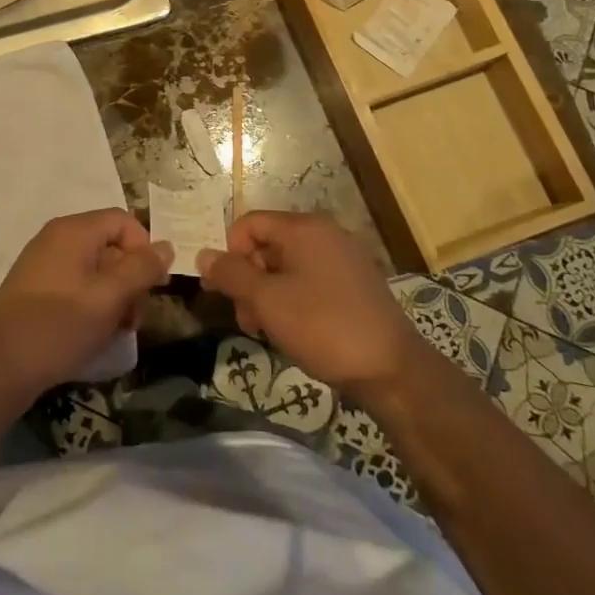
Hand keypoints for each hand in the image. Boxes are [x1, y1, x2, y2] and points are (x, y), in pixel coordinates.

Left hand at [0, 209, 172, 397]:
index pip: (124, 221)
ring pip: (95, 269)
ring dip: (114, 297)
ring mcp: (43, 262)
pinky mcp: (35, 288)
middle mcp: (57, 237)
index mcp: (74, 230)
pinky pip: (76, 284)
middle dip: (130, 279)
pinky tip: (92, 334)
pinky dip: (92, 304)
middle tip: (133, 319)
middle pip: (110, 245)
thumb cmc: (59, 326)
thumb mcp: (109, 298)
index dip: (144, 249)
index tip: (152, 287)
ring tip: (115, 332)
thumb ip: (141, 269)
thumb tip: (166, 246)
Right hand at [198, 212, 418, 400]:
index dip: (229, 253)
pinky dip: (294, 300)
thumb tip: (203, 254)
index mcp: (304, 229)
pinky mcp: (356, 285)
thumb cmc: (323, 327)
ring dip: (268, 294)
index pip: (249, 224)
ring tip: (267, 331)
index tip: (224, 291)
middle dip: (248, 279)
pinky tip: (294, 331)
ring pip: (288, 266)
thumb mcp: (267, 301)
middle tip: (246, 319)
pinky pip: (311, 281)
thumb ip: (231, 274)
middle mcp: (325, 234)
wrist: (392, 371)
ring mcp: (344, 259)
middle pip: (268, 244)